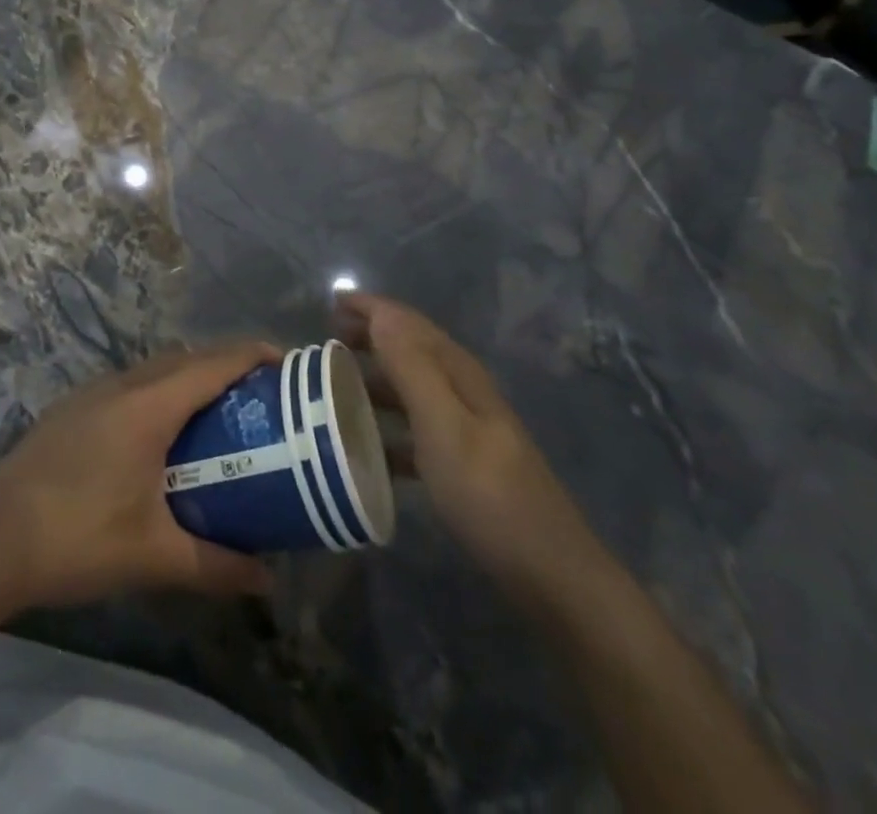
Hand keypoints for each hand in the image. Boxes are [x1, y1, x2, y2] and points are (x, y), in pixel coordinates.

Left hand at [0, 343, 281, 610]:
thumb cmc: (78, 538)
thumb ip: (216, 565)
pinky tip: (157, 436)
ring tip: (215, 414)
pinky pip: (129, 383)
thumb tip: (267, 580)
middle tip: (259, 396)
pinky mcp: (71, 408)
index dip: (253, 354)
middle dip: (226, 365)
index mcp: (149, 406)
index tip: (287, 364)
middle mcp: (123, 384)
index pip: (214, 363)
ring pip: (154, 368)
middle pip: (186, 358)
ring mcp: (92, 392)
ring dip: (189, 377)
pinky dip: (158, 391)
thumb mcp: (154, 556)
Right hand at [335, 293, 597, 601]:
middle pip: (411, 350)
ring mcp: (467, 429)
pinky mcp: (464, 464)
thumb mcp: (445, 427)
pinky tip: (367, 447)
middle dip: (370, 337)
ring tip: (336, 387)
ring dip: (375, 379)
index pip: (409, 324)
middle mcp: (463, 391)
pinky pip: (415, 430)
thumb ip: (412, 369)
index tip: (331, 302)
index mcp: (459, 373)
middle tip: (326, 341)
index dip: (372, 308)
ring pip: (412, 389)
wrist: (551, 575)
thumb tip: (381, 314)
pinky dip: (388, 427)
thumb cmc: (490, 496)